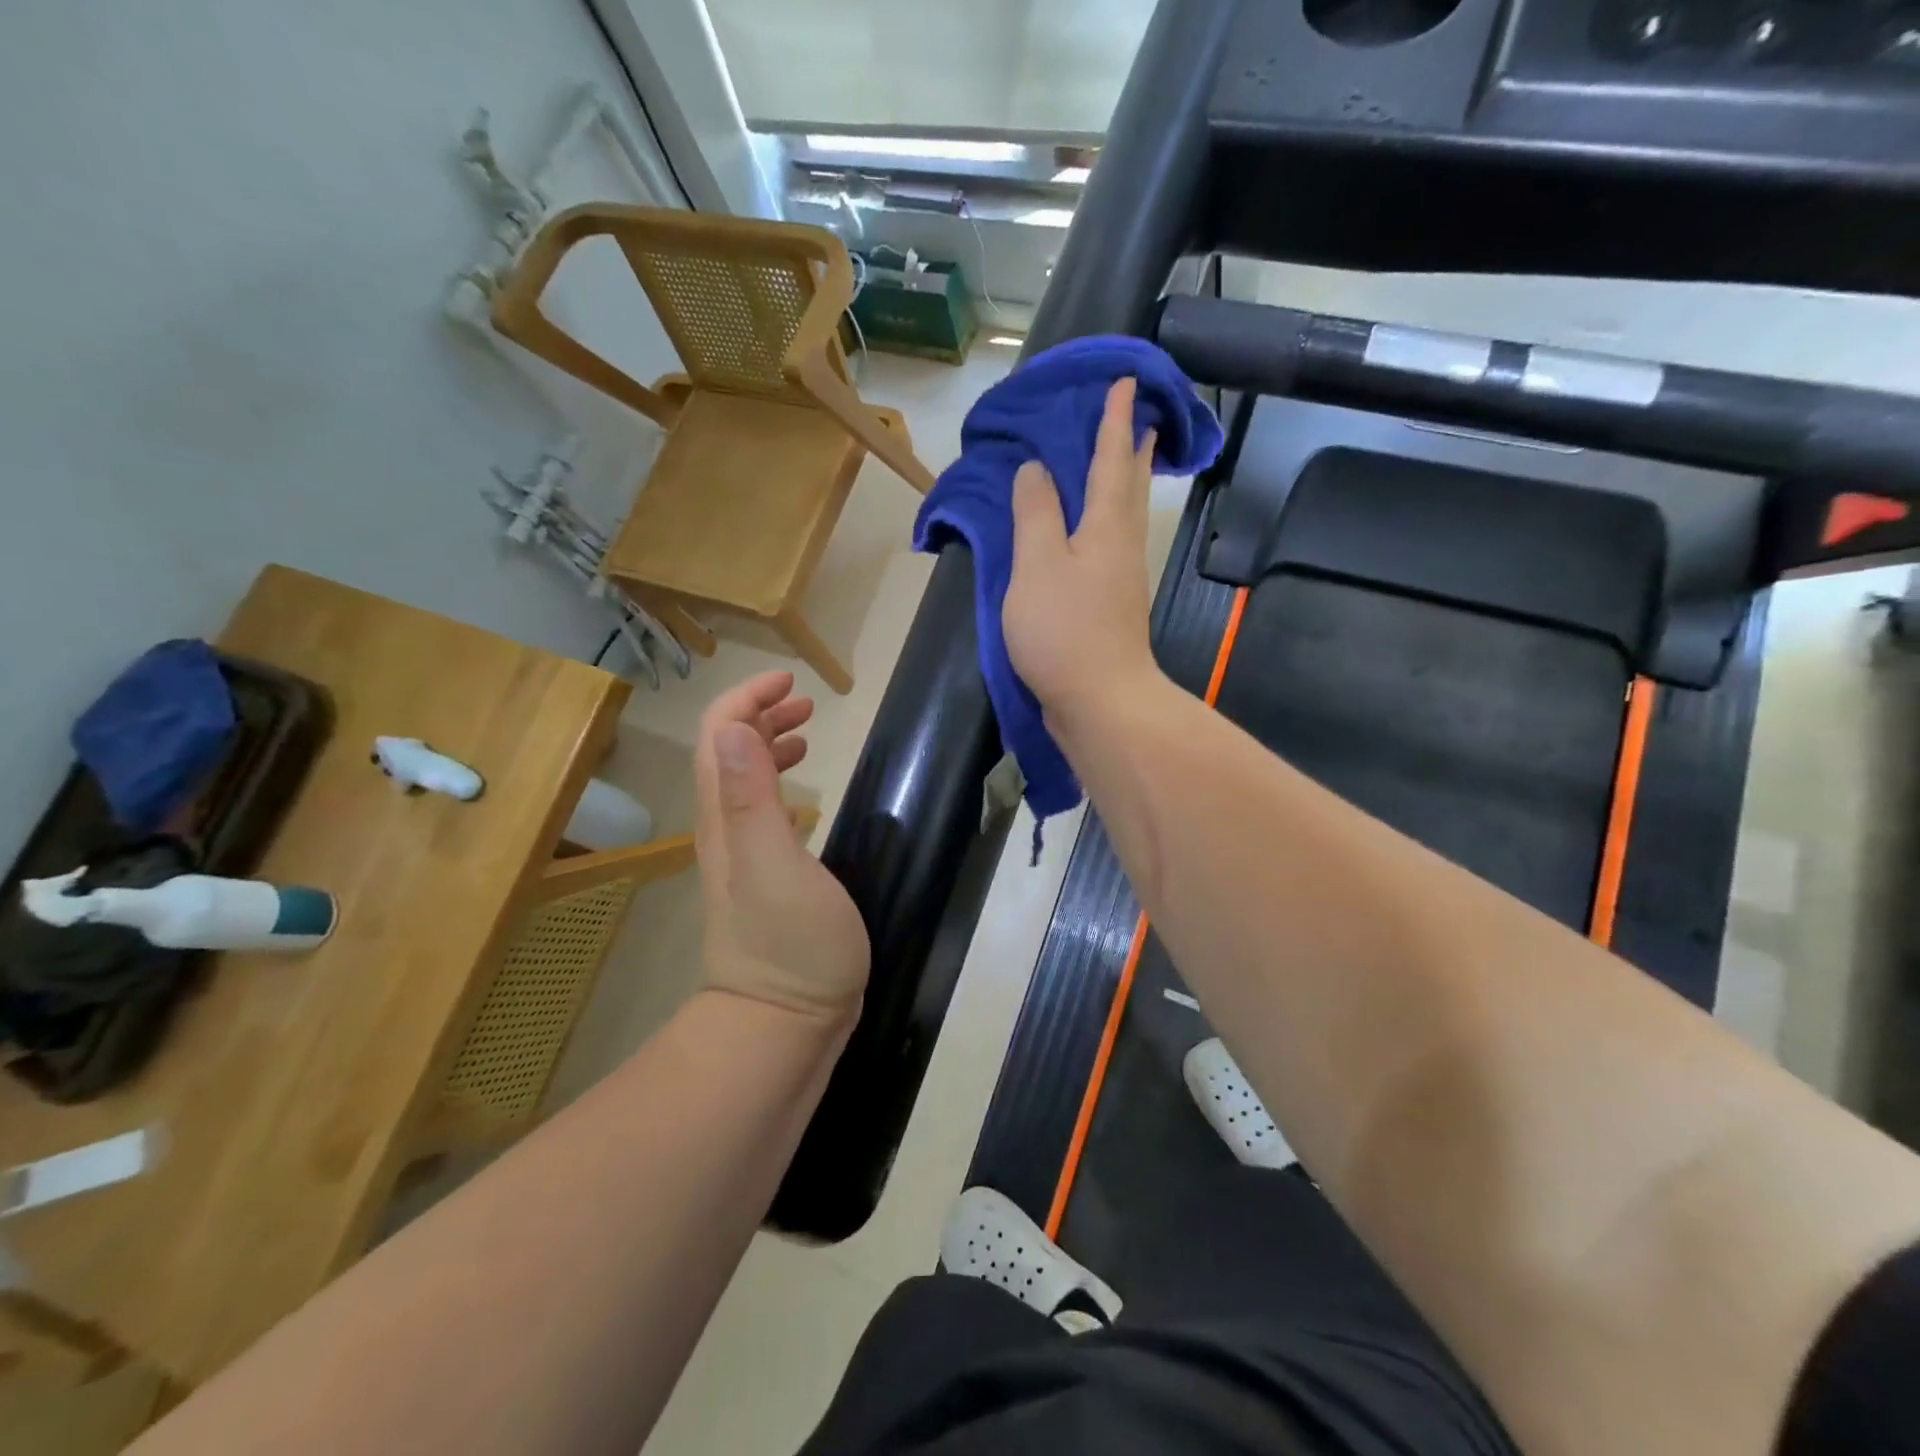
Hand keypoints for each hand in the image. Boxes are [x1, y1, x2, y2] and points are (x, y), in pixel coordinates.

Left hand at [693, 671, 868, 1024]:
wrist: (782, 1024)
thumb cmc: (790, 946)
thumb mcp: (775, 868)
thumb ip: (753, 799)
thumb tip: (739, 728)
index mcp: (726, 818)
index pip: (720, 737)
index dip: (747, 699)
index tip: (790, 682)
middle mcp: (725, 829)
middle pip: (728, 752)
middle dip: (759, 714)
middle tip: (805, 702)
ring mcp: (743, 856)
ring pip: (743, 780)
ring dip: (768, 744)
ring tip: (806, 732)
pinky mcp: (765, 877)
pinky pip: (762, 811)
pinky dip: (778, 783)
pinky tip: (802, 793)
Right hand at [1004, 376, 1162, 720]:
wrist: (1100, 700)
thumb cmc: (1064, 630)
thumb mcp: (1037, 565)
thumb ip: (1035, 514)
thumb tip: (1035, 470)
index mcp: (1104, 526)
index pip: (1111, 459)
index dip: (1115, 420)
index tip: (1127, 381)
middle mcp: (1121, 544)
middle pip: (1130, 485)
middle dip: (1133, 448)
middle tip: (1139, 418)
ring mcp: (1121, 577)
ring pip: (1127, 515)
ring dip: (1127, 482)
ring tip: (1124, 461)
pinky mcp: (1113, 604)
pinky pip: (1113, 542)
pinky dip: (1109, 519)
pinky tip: (1095, 529)